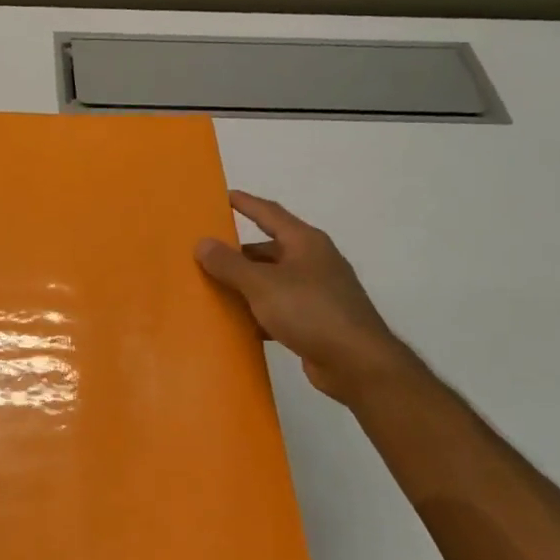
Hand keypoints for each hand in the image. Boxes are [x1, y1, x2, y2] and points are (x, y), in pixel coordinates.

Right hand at [195, 191, 414, 405]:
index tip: (223, 196)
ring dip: (245, 285)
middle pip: (268, 249)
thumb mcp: (263, 284)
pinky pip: (278, 308)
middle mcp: (313, 262)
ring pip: (271, 281)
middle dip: (238, 253)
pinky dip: (257, 312)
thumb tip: (202, 243)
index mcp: (305, 243)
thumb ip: (230, 264)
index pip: (270, 213)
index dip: (246, 204)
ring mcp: (316, 292)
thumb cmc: (311, 312)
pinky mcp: (315, 321)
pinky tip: (237, 323)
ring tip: (211, 289)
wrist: (357, 363)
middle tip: (205, 255)